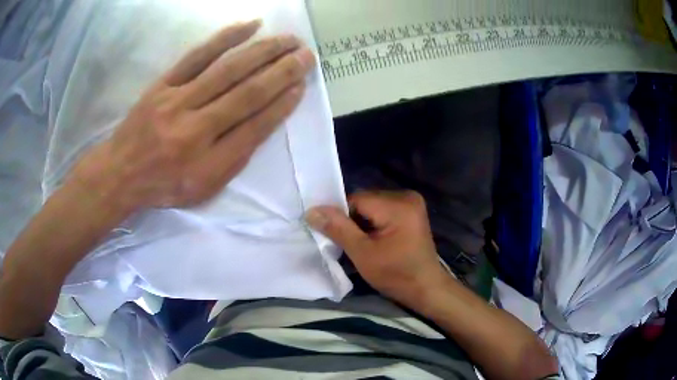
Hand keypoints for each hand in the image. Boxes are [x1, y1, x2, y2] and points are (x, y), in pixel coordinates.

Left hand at [70, 20, 315, 213]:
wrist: (120, 174)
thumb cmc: (164, 185)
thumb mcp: (203, 189)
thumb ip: (234, 159)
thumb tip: (264, 122)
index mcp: (208, 163)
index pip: (255, 128)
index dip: (282, 105)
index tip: (302, 86)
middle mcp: (194, 130)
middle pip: (247, 93)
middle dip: (283, 72)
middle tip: (307, 55)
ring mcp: (177, 101)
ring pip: (228, 69)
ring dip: (264, 50)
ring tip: (290, 40)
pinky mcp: (164, 83)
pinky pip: (198, 55)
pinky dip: (227, 37)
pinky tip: (252, 25)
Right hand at [306, 191, 452, 310]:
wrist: (426, 288)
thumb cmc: (396, 275)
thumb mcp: (363, 254)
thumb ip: (337, 229)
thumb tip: (312, 210)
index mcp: (398, 205)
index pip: (356, 200)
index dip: (341, 216)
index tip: (334, 236)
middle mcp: (406, 196)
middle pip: (365, 201)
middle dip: (353, 220)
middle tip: (348, 242)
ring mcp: (412, 202)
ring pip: (372, 205)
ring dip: (362, 221)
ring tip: (361, 243)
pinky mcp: (412, 211)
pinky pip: (383, 210)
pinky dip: (374, 222)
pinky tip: (374, 239)